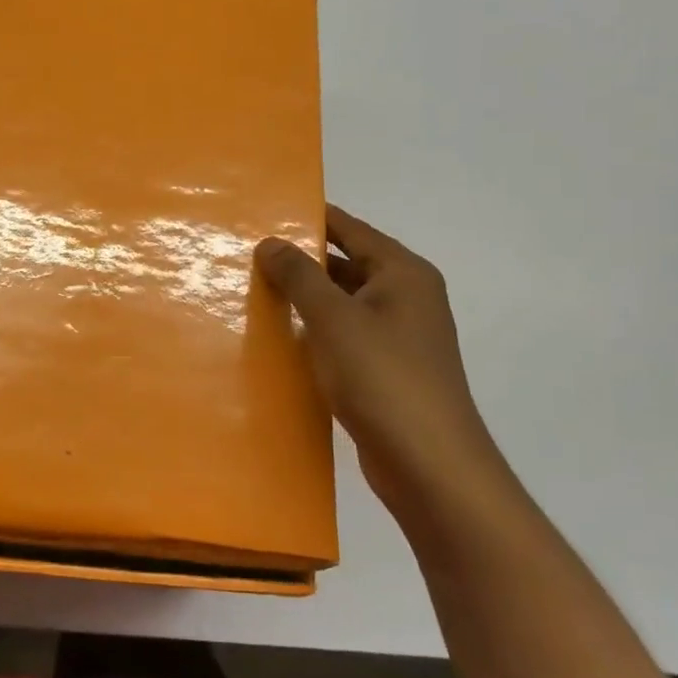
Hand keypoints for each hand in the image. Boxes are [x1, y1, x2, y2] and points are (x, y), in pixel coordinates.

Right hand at [256, 205, 508, 516]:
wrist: (430, 465)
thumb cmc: (383, 378)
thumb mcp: (334, 318)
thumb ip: (300, 275)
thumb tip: (270, 242)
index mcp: (402, 273)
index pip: (349, 228)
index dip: (308, 218)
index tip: (263, 212)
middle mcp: (405, 297)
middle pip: (345, 263)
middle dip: (299, 260)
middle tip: (247, 254)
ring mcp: (397, 335)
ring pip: (341, 302)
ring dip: (304, 298)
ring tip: (252, 291)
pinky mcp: (385, 369)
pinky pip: (343, 335)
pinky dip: (314, 331)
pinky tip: (279, 337)